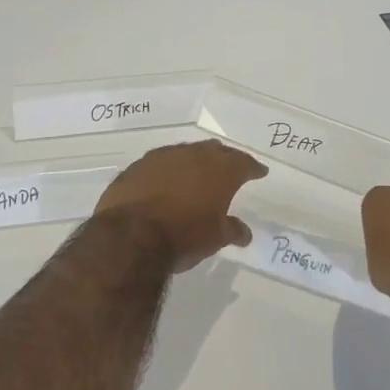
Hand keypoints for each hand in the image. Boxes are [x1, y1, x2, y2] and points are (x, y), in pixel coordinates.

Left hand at [95, 140, 267, 271]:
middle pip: (214, 151)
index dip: (253, 168)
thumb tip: (244, 233)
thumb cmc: (184, 236)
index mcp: (221, 170)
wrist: (130, 236)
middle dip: (224, 158)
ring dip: (193, 161)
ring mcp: (162, 158)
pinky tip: (164, 182)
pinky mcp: (136, 167)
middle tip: (229, 167)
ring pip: (184, 153)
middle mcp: (193, 156)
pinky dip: (166, 171)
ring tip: (195, 173)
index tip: (259, 171)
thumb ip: (232, 230)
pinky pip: (158, 163)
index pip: (244, 163)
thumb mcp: (215, 238)